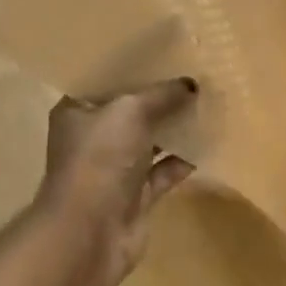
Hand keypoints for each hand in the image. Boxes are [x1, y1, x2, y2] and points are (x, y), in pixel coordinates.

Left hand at [36, 79, 199, 284]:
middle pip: (130, 112)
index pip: (104, 82)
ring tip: (208, 105)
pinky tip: (209, 144)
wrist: (90, 232)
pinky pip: (163, 172)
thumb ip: (161, 95)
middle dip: (160, 98)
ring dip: (175, 129)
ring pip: (149, 143)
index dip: (132, 68)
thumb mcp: (130, 112)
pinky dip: (183, 161)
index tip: (165, 54)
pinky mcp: (135, 197)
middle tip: (195, 77)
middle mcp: (93, 139)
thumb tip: (191, 84)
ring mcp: (114, 170)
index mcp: (77, 112)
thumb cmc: (99, 159)